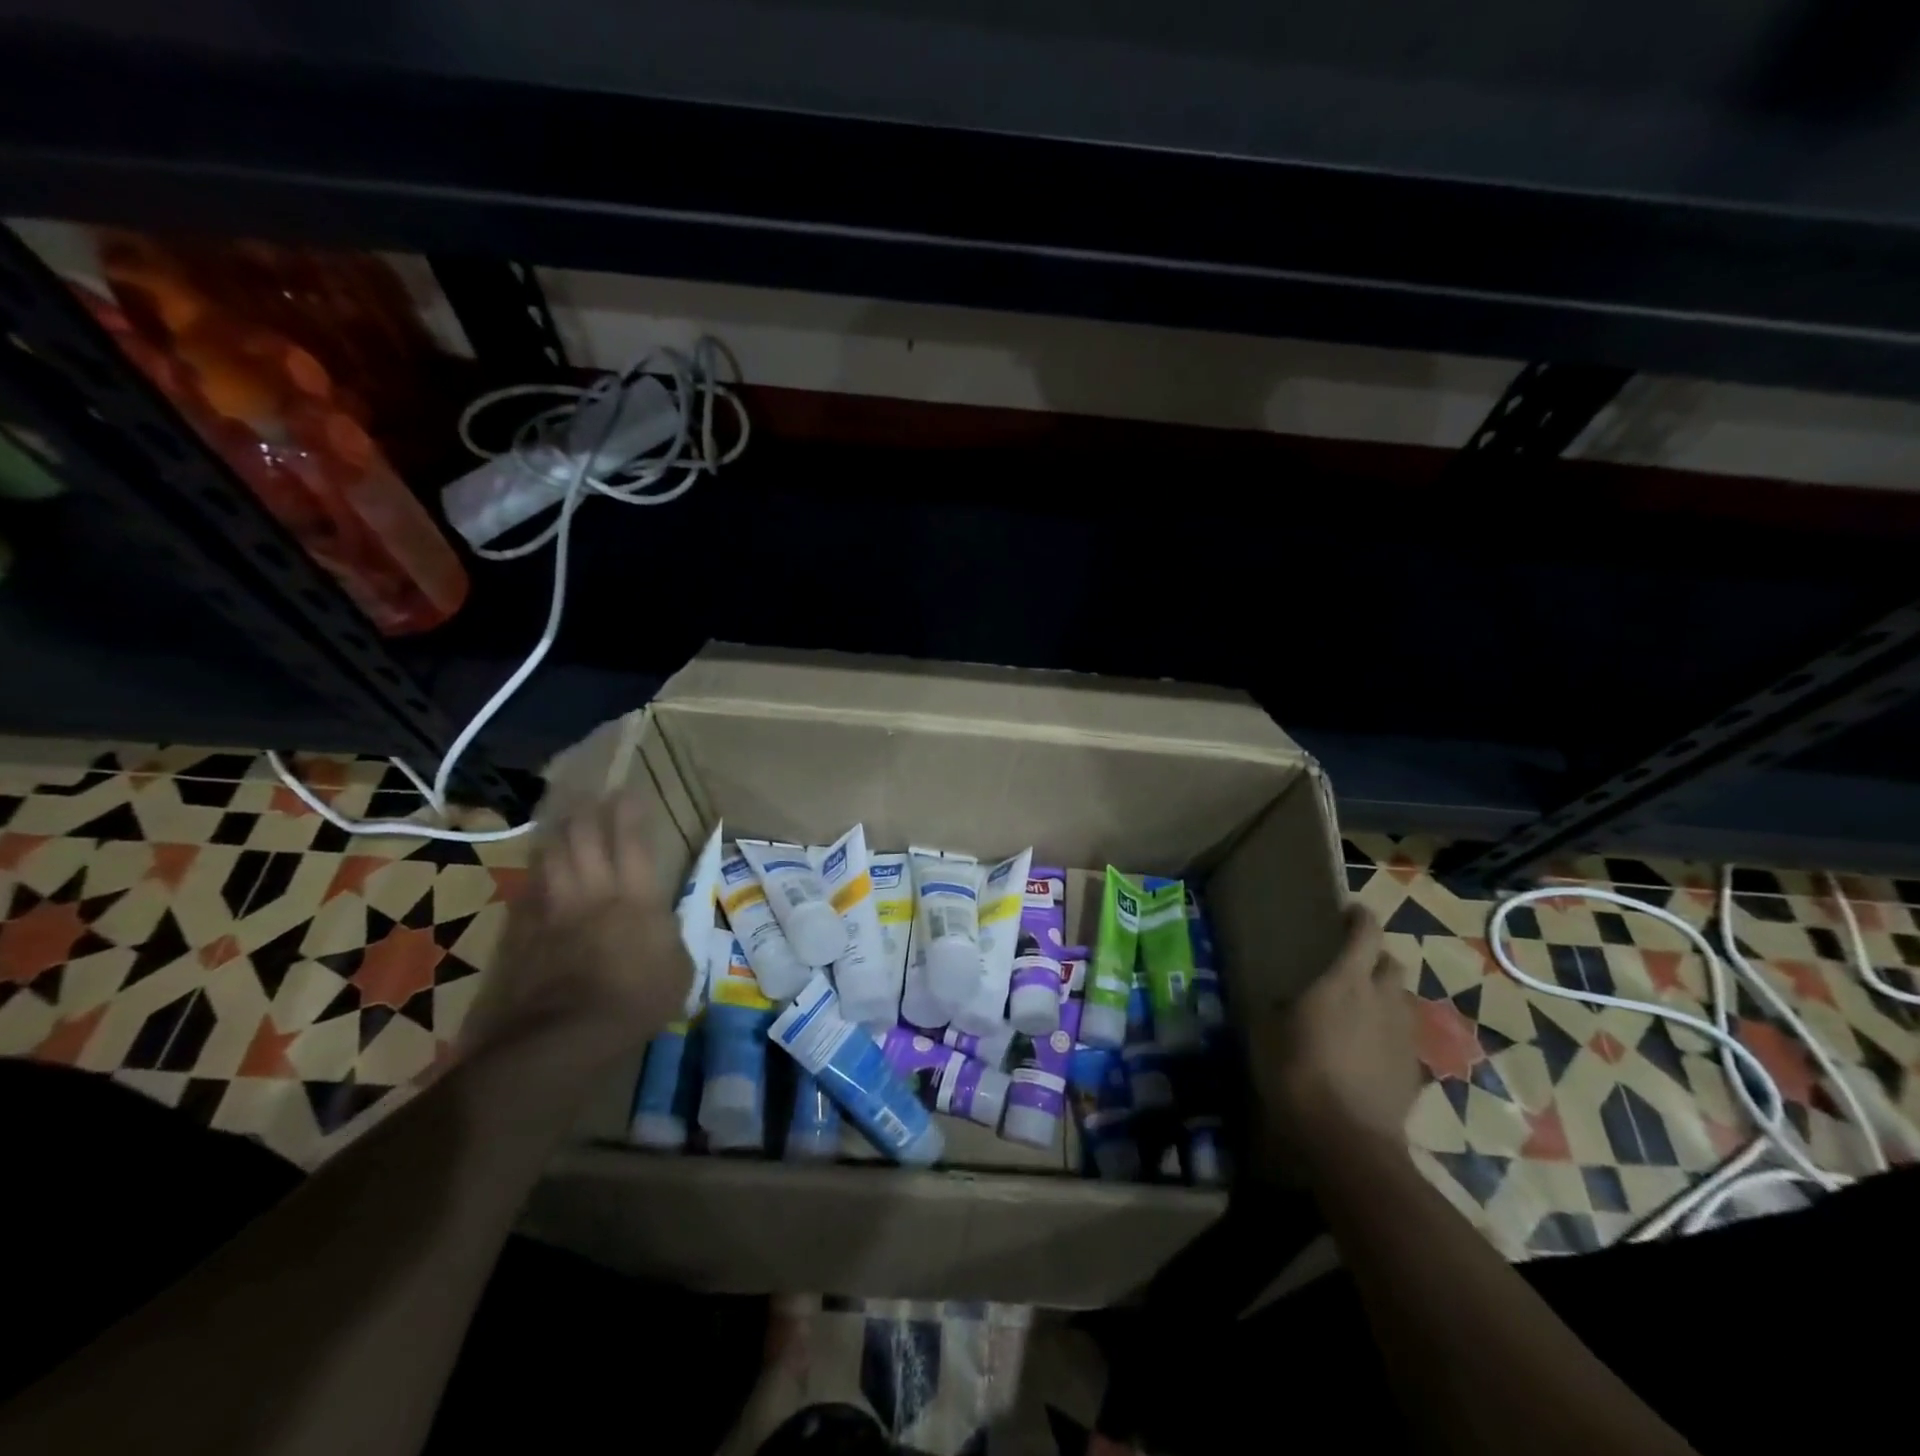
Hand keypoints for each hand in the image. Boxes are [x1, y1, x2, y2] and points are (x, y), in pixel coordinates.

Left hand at [467, 794, 695, 1058]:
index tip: (628, 793)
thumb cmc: (636, 1001)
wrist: (563, 1036)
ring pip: (549, 857)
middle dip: (587, 811)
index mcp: (635, 898)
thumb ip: (669, 937)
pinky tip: (536, 871)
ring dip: (556, 835)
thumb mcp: (678, 969)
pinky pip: (527, 891)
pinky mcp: (522, 933)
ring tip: (559, 821)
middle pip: (583, 838)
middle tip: (590, 796)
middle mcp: (591, 892)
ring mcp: (552, 910)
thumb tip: (661, 924)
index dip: (629, 813)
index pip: (631, 842)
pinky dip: (535, 875)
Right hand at [1253, 905, 1417, 1156]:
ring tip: (1358, 1009)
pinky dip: (1387, 1032)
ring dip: (1383, 995)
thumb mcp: (1269, 1032)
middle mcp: (1382, 998)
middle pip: (1391, 963)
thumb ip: (1281, 1008)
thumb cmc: (1298, 1073)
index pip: (1366, 933)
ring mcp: (1403, 1034)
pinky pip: (1401, 1035)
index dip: (1360, 918)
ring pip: (1400, 999)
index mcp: (1345, 980)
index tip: (1349, 912)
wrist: (1348, 1140)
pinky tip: (1366, 1050)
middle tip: (1351, 966)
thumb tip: (1283, 1001)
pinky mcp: (1413, 1069)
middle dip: (1375, 958)